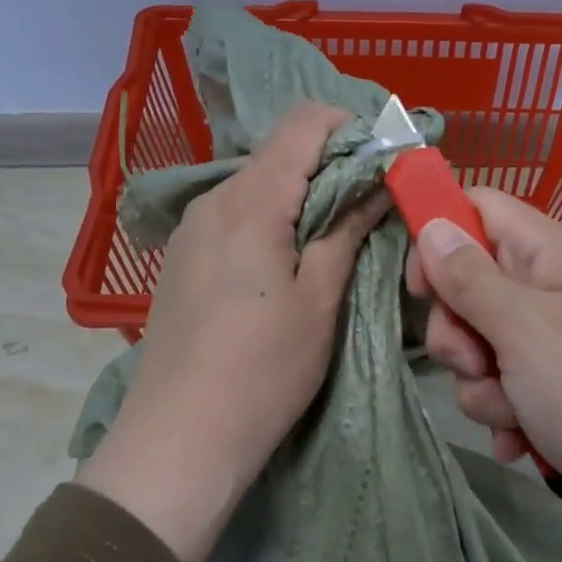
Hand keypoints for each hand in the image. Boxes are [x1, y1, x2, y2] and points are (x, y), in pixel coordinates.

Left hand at [79, 103, 388, 561]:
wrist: (178, 439)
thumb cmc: (262, 370)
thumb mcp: (319, 300)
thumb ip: (346, 231)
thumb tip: (376, 186)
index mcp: (250, 200)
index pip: (303, 122)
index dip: (350, 129)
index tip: (383, 163)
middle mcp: (213, 199)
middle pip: (280, 152)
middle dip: (331, 167)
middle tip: (369, 208)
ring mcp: (192, 229)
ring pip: (258, 184)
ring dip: (302, 196)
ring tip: (333, 239)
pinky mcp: (183, 257)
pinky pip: (236, 214)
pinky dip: (271, 219)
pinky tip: (287, 262)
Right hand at [409, 189, 561, 561]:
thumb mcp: (523, 331)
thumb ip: (469, 277)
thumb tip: (431, 225)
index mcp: (551, 252)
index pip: (478, 208)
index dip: (440, 237)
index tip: (422, 290)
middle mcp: (554, 285)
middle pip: (471, 281)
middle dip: (457, 331)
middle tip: (475, 363)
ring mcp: (559, 337)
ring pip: (482, 341)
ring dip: (482, 382)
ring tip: (514, 415)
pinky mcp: (561, 384)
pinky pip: (507, 383)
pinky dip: (505, 411)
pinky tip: (520, 440)